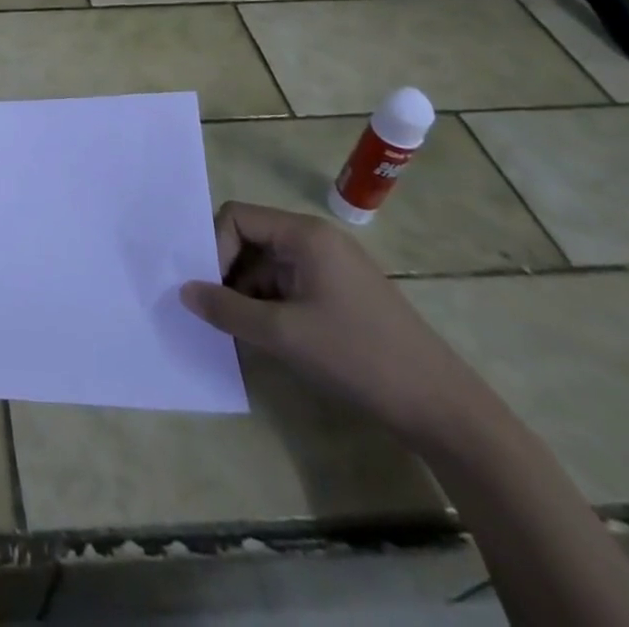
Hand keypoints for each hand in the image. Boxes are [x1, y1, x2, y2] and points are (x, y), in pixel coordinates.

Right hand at [181, 202, 492, 447]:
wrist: (444, 411)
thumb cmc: (359, 357)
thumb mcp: (283, 334)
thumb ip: (227, 309)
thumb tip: (184, 291)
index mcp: (305, 234)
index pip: (237, 217)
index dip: (215, 246)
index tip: (211, 289)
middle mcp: (317, 241)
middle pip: (251, 239)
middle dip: (228, 272)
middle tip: (215, 310)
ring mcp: (332, 268)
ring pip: (267, 266)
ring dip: (247, 293)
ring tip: (240, 332)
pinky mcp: (341, 296)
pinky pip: (289, 286)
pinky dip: (270, 307)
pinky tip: (267, 339)